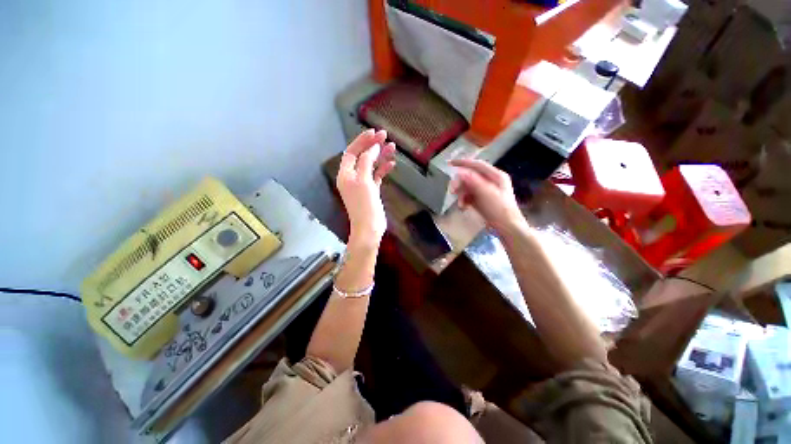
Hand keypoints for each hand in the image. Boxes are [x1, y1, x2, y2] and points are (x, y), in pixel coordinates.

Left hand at [337, 129, 395, 246]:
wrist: (369, 228)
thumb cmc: (364, 205)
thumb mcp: (363, 181)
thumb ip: (367, 162)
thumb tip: (373, 147)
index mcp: (346, 174)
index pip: (352, 152)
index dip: (362, 141)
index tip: (374, 132)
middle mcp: (352, 177)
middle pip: (362, 156)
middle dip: (373, 146)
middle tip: (385, 136)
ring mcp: (362, 184)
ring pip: (371, 165)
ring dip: (380, 156)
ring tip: (392, 147)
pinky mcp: (371, 190)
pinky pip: (377, 175)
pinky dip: (383, 169)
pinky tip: (392, 164)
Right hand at [450, 158, 524, 233]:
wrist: (507, 228)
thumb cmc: (499, 209)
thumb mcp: (486, 193)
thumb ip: (473, 181)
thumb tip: (460, 172)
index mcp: (496, 176)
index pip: (477, 165)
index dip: (463, 163)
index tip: (450, 163)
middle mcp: (491, 181)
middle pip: (470, 177)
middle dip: (460, 184)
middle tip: (452, 191)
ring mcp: (486, 191)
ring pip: (468, 187)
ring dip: (461, 194)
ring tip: (460, 204)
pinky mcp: (482, 200)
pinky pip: (469, 196)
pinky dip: (464, 200)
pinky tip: (463, 207)